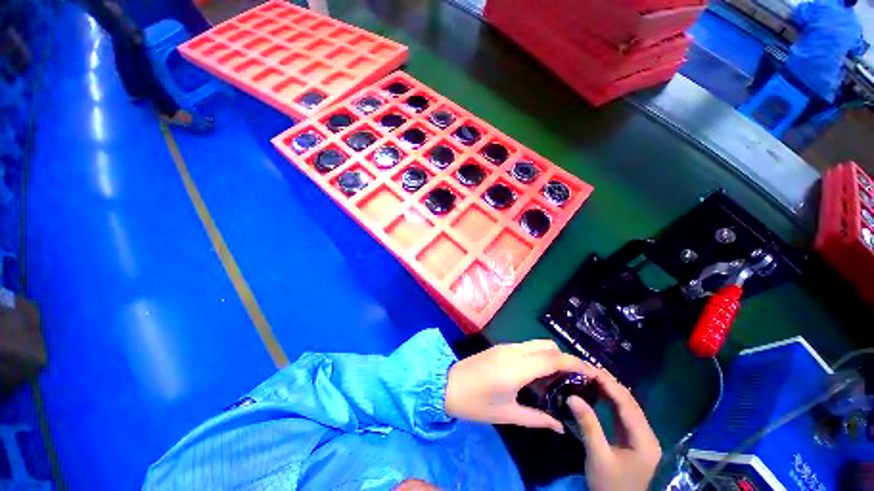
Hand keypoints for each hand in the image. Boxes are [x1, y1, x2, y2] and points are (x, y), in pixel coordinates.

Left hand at [444, 339, 594, 432]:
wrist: (447, 384)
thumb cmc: (476, 403)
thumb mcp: (508, 414)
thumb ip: (537, 419)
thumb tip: (561, 427)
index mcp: (517, 368)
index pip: (553, 359)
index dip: (575, 363)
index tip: (592, 372)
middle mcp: (513, 351)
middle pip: (547, 346)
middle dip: (565, 358)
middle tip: (574, 379)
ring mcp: (505, 347)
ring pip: (536, 343)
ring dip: (551, 355)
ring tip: (558, 378)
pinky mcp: (499, 347)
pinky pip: (525, 346)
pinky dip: (537, 355)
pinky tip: (537, 373)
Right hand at [568, 370, 661, 490]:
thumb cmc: (609, 484)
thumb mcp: (597, 456)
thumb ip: (588, 425)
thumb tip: (572, 396)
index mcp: (644, 440)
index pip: (627, 405)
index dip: (609, 385)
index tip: (590, 369)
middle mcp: (647, 435)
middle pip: (630, 403)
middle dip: (610, 384)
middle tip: (588, 369)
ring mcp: (641, 437)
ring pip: (627, 406)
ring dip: (610, 390)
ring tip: (591, 375)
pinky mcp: (633, 439)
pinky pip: (622, 414)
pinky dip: (610, 401)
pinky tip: (599, 392)